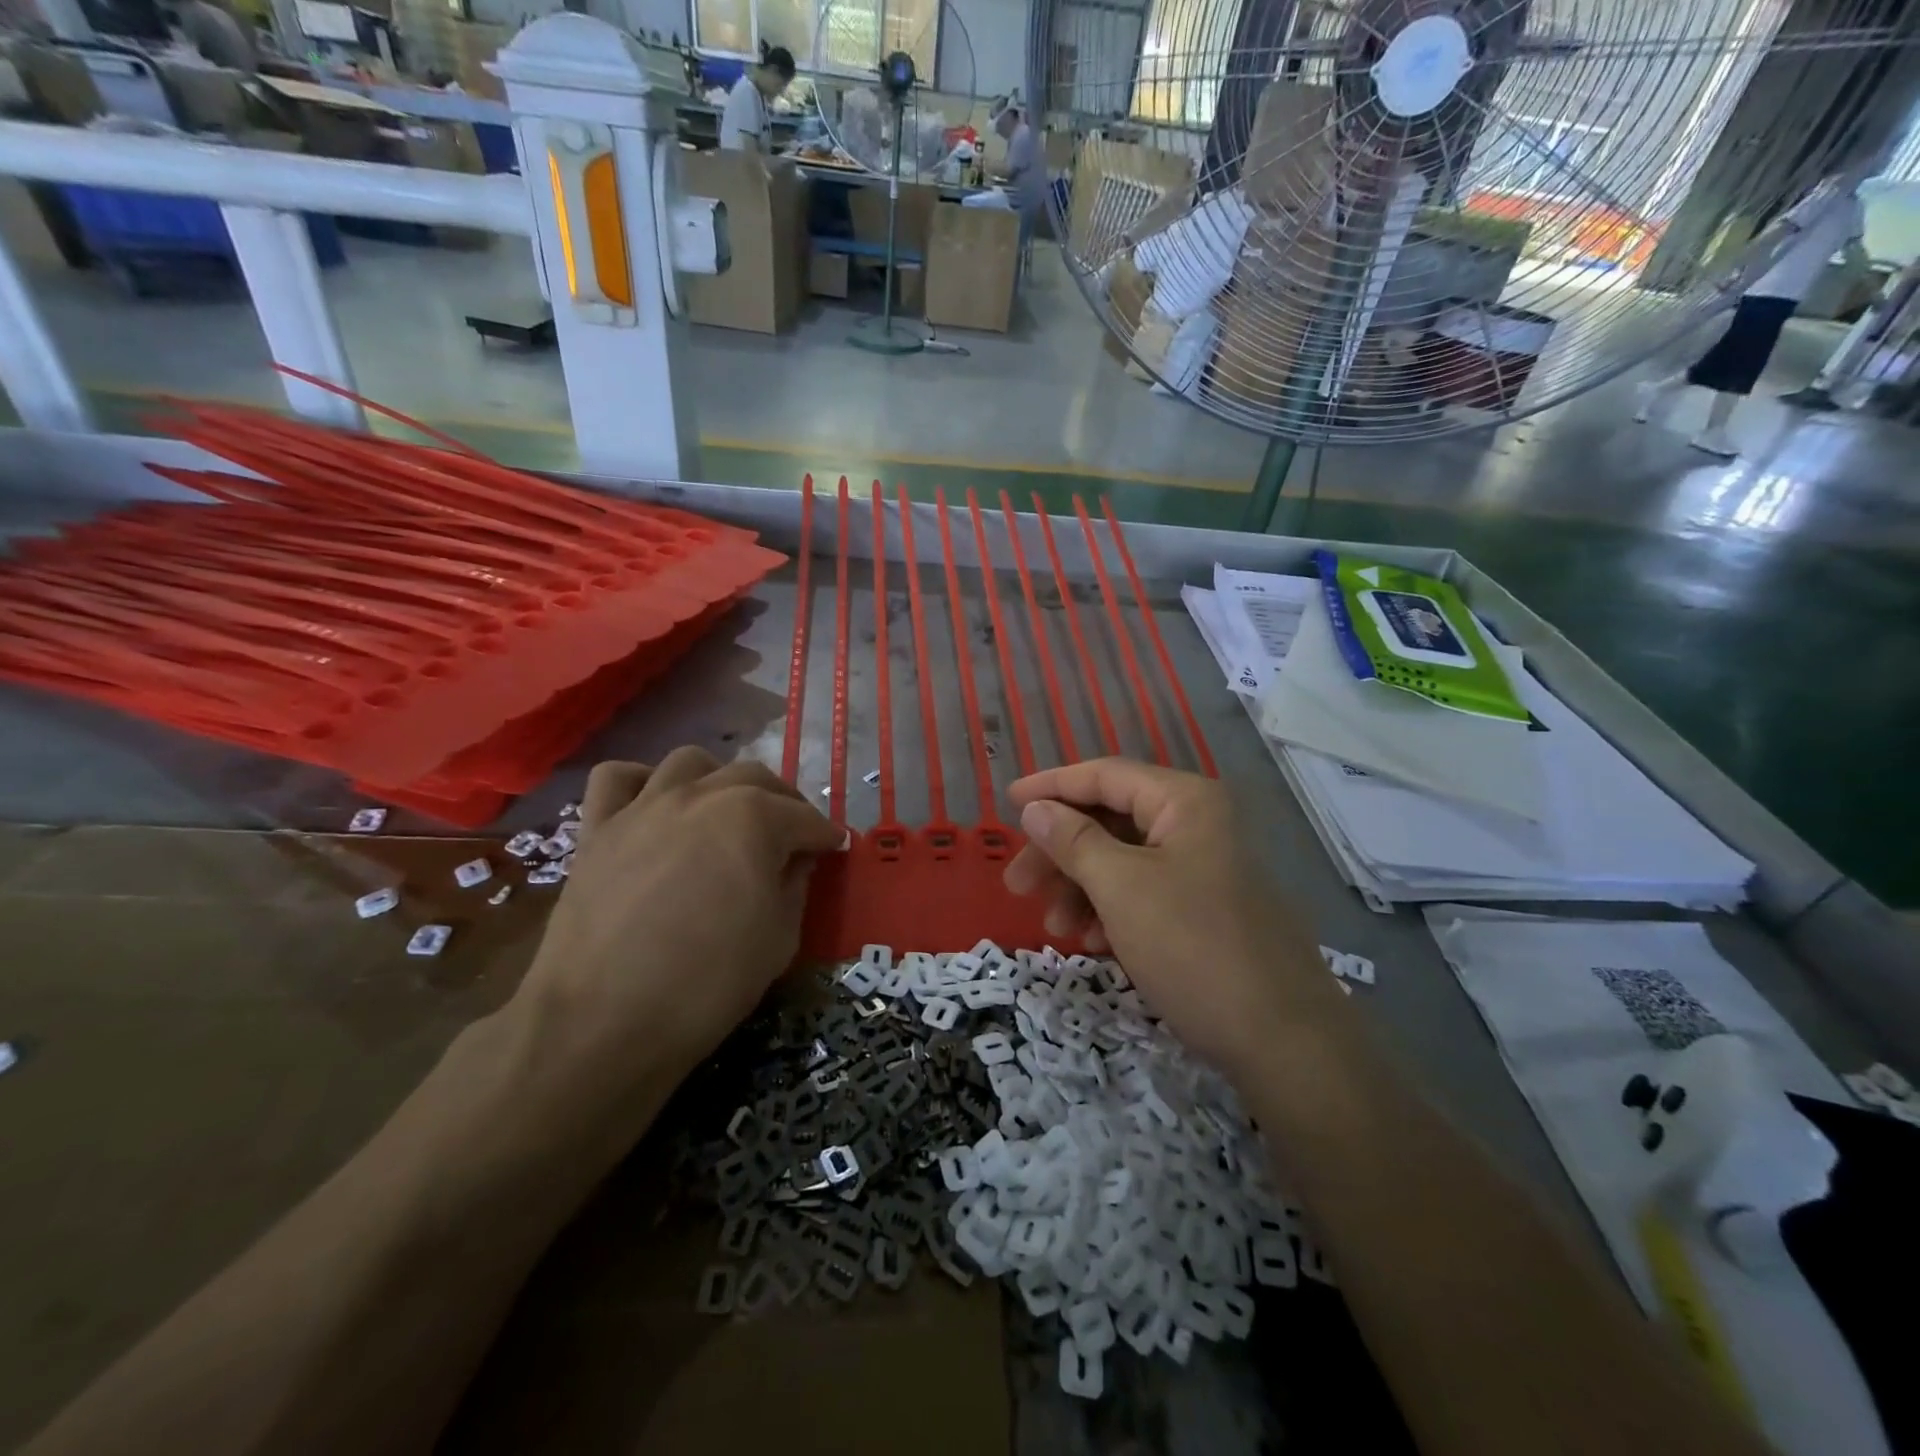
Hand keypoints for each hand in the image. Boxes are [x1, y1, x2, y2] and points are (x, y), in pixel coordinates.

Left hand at [514, 748, 842, 1112]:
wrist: (604, 1021)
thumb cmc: (708, 983)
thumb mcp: (779, 939)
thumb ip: (794, 886)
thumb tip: (795, 860)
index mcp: (754, 819)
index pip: (804, 818)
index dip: (824, 834)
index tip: (834, 847)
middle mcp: (701, 796)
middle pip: (754, 778)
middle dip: (783, 802)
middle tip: (792, 834)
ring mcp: (644, 806)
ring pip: (690, 762)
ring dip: (719, 779)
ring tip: (725, 810)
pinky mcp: (598, 828)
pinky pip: (617, 778)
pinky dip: (640, 782)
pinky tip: (653, 805)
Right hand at [1003, 758, 1339, 1077]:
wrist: (1283, 1041)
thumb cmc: (1193, 947)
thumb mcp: (1121, 888)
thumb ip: (1072, 840)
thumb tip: (1035, 807)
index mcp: (1184, 801)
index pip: (1105, 775)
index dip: (1052, 786)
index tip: (1007, 802)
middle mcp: (1196, 824)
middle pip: (1110, 821)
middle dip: (1060, 852)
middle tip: (1016, 885)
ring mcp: (1203, 868)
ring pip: (1122, 861)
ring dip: (1081, 888)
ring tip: (1056, 928)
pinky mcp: (1205, 908)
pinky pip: (1143, 893)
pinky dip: (1111, 911)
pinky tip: (1093, 943)